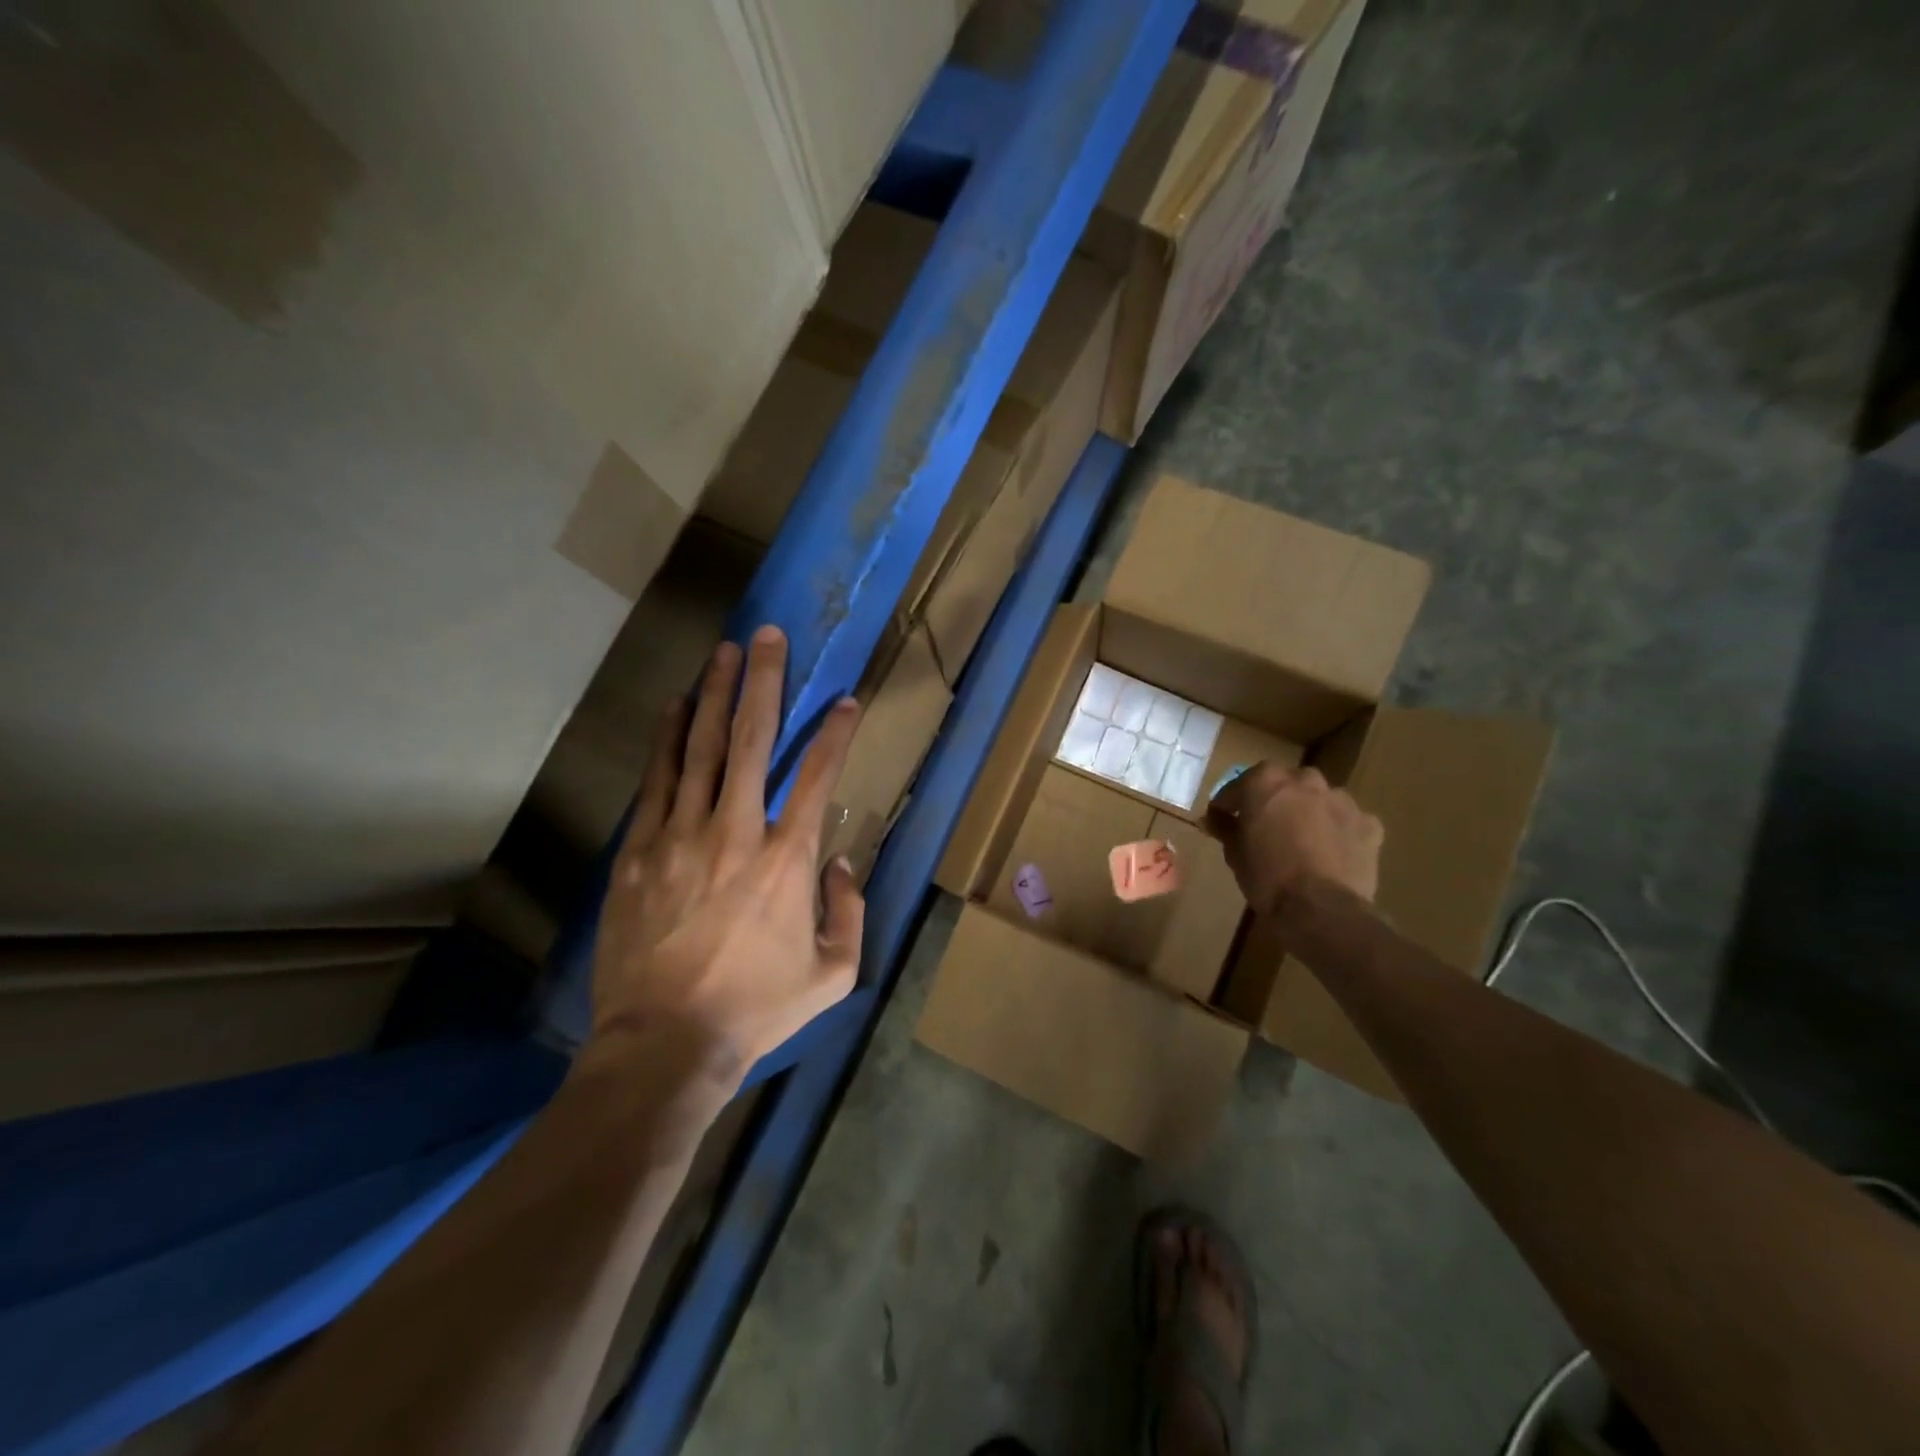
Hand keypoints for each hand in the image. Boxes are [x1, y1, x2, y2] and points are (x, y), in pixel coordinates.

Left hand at [585, 625, 863, 1082]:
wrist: (664, 1044)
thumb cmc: (757, 1010)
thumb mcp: (834, 974)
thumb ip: (850, 911)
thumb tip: (840, 863)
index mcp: (787, 861)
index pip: (818, 778)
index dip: (836, 735)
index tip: (846, 700)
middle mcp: (736, 833)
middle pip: (752, 741)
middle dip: (764, 683)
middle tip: (767, 636)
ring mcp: (681, 837)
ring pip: (701, 749)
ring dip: (715, 695)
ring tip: (723, 651)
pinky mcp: (640, 851)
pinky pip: (657, 781)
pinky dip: (666, 739)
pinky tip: (674, 706)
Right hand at [1204, 764, 1382, 908]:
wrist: (1320, 908)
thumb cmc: (1266, 876)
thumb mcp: (1234, 852)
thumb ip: (1224, 828)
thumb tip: (1211, 818)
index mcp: (1266, 781)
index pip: (1240, 785)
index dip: (1229, 804)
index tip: (1223, 819)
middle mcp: (1305, 780)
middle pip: (1284, 784)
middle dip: (1274, 801)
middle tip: (1265, 827)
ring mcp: (1341, 800)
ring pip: (1320, 799)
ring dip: (1309, 812)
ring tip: (1302, 840)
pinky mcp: (1368, 824)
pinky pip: (1348, 821)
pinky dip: (1339, 831)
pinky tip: (1332, 852)